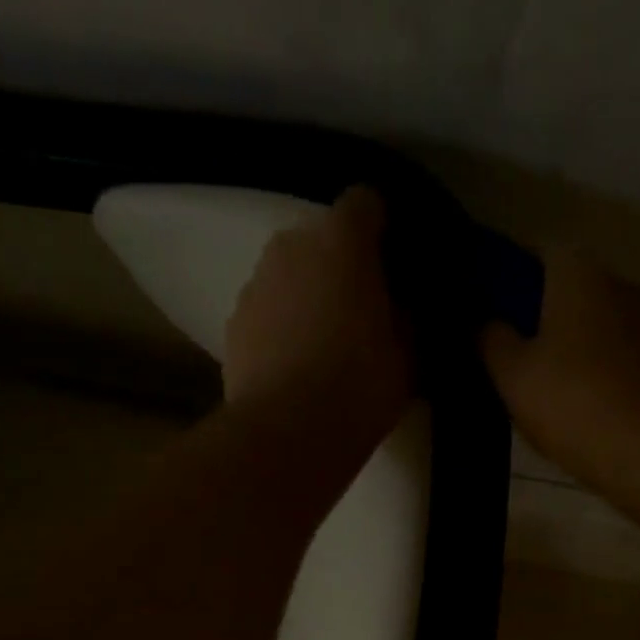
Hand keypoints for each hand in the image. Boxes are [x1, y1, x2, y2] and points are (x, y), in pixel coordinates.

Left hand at [224, 187, 412, 453]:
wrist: (288, 435)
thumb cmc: (359, 390)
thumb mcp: (407, 359)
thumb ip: (405, 321)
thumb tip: (398, 309)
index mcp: (343, 242)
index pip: (365, 204)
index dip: (380, 230)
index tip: (391, 266)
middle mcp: (292, 245)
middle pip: (320, 240)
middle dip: (339, 268)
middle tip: (358, 314)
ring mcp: (255, 283)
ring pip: (288, 277)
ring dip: (305, 298)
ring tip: (321, 349)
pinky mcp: (233, 324)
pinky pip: (265, 314)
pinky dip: (278, 330)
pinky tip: (292, 370)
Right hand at [481, 249, 639, 476]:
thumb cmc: (576, 404)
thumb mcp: (513, 376)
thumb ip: (491, 341)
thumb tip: (485, 322)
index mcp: (578, 272)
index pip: (536, 256)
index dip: (511, 284)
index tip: (494, 319)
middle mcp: (620, 281)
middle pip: (572, 293)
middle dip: (546, 320)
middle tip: (519, 364)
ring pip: (601, 327)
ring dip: (579, 350)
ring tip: (556, 395)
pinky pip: (625, 358)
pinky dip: (606, 374)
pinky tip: (592, 410)